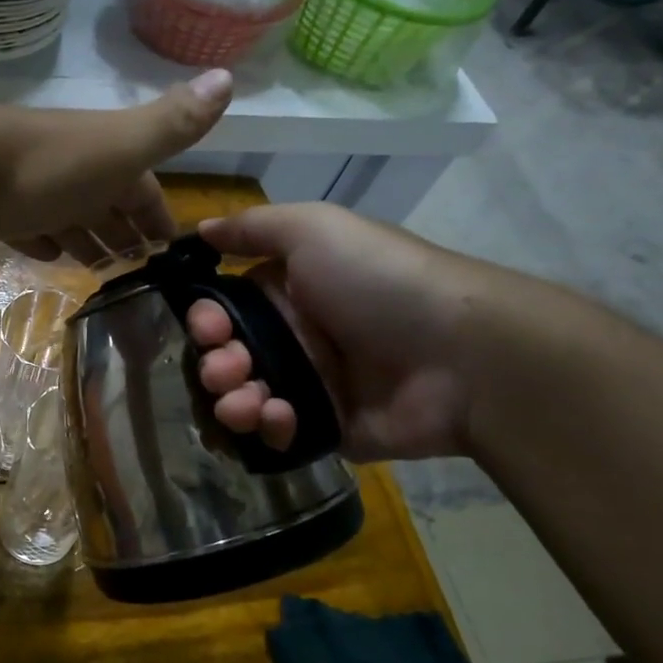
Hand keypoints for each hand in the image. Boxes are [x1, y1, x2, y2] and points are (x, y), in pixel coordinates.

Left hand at [0, 69, 233, 264]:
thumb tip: (228, 74)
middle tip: (137, 270)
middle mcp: (72, 171)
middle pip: (105, 204)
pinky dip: (42, 242)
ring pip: (68, 218)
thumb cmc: (50, 166)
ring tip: (101, 272)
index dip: (158, 214)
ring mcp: (31, 191)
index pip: (143, 189)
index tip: (170, 246)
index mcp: (106, 158)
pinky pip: (28, 228)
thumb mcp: (122, 147)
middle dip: (123, 232)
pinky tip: (47, 255)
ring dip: (86, 240)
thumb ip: (172, 122)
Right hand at [186, 202, 510, 461]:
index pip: (224, 311)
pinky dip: (269, 428)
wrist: (462, 354)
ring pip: (243, 400)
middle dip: (215, 366)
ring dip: (232, 402)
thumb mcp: (316, 230)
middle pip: (227, 358)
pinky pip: (277, 434)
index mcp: (288, 293)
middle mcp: (293, 338)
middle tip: (227, 369)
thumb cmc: (380, 281)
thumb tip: (200, 228)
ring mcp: (309, 386)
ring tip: (247, 403)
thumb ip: (253, 228)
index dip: (205, 321)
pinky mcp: (324, 428)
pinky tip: (280, 418)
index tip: (207, 329)